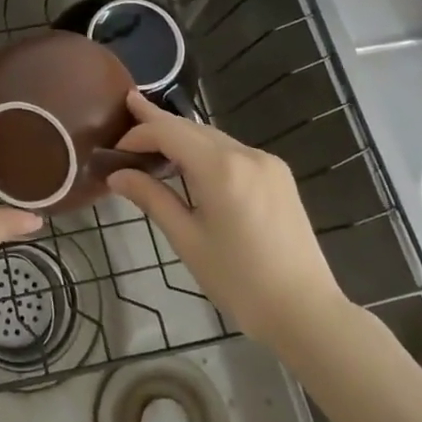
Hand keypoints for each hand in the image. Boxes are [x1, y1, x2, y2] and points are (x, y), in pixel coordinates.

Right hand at [106, 91, 348, 347]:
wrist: (306, 312)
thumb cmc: (239, 281)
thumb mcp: (187, 240)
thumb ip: (152, 199)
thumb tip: (117, 175)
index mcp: (220, 167)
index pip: (169, 131)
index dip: (138, 133)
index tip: (115, 149)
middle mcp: (246, 153)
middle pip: (192, 127)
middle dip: (159, 122)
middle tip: (129, 109)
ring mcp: (267, 162)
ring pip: (213, 137)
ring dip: (182, 137)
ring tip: (153, 138)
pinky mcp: (279, 176)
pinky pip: (233, 151)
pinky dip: (206, 151)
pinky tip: (192, 164)